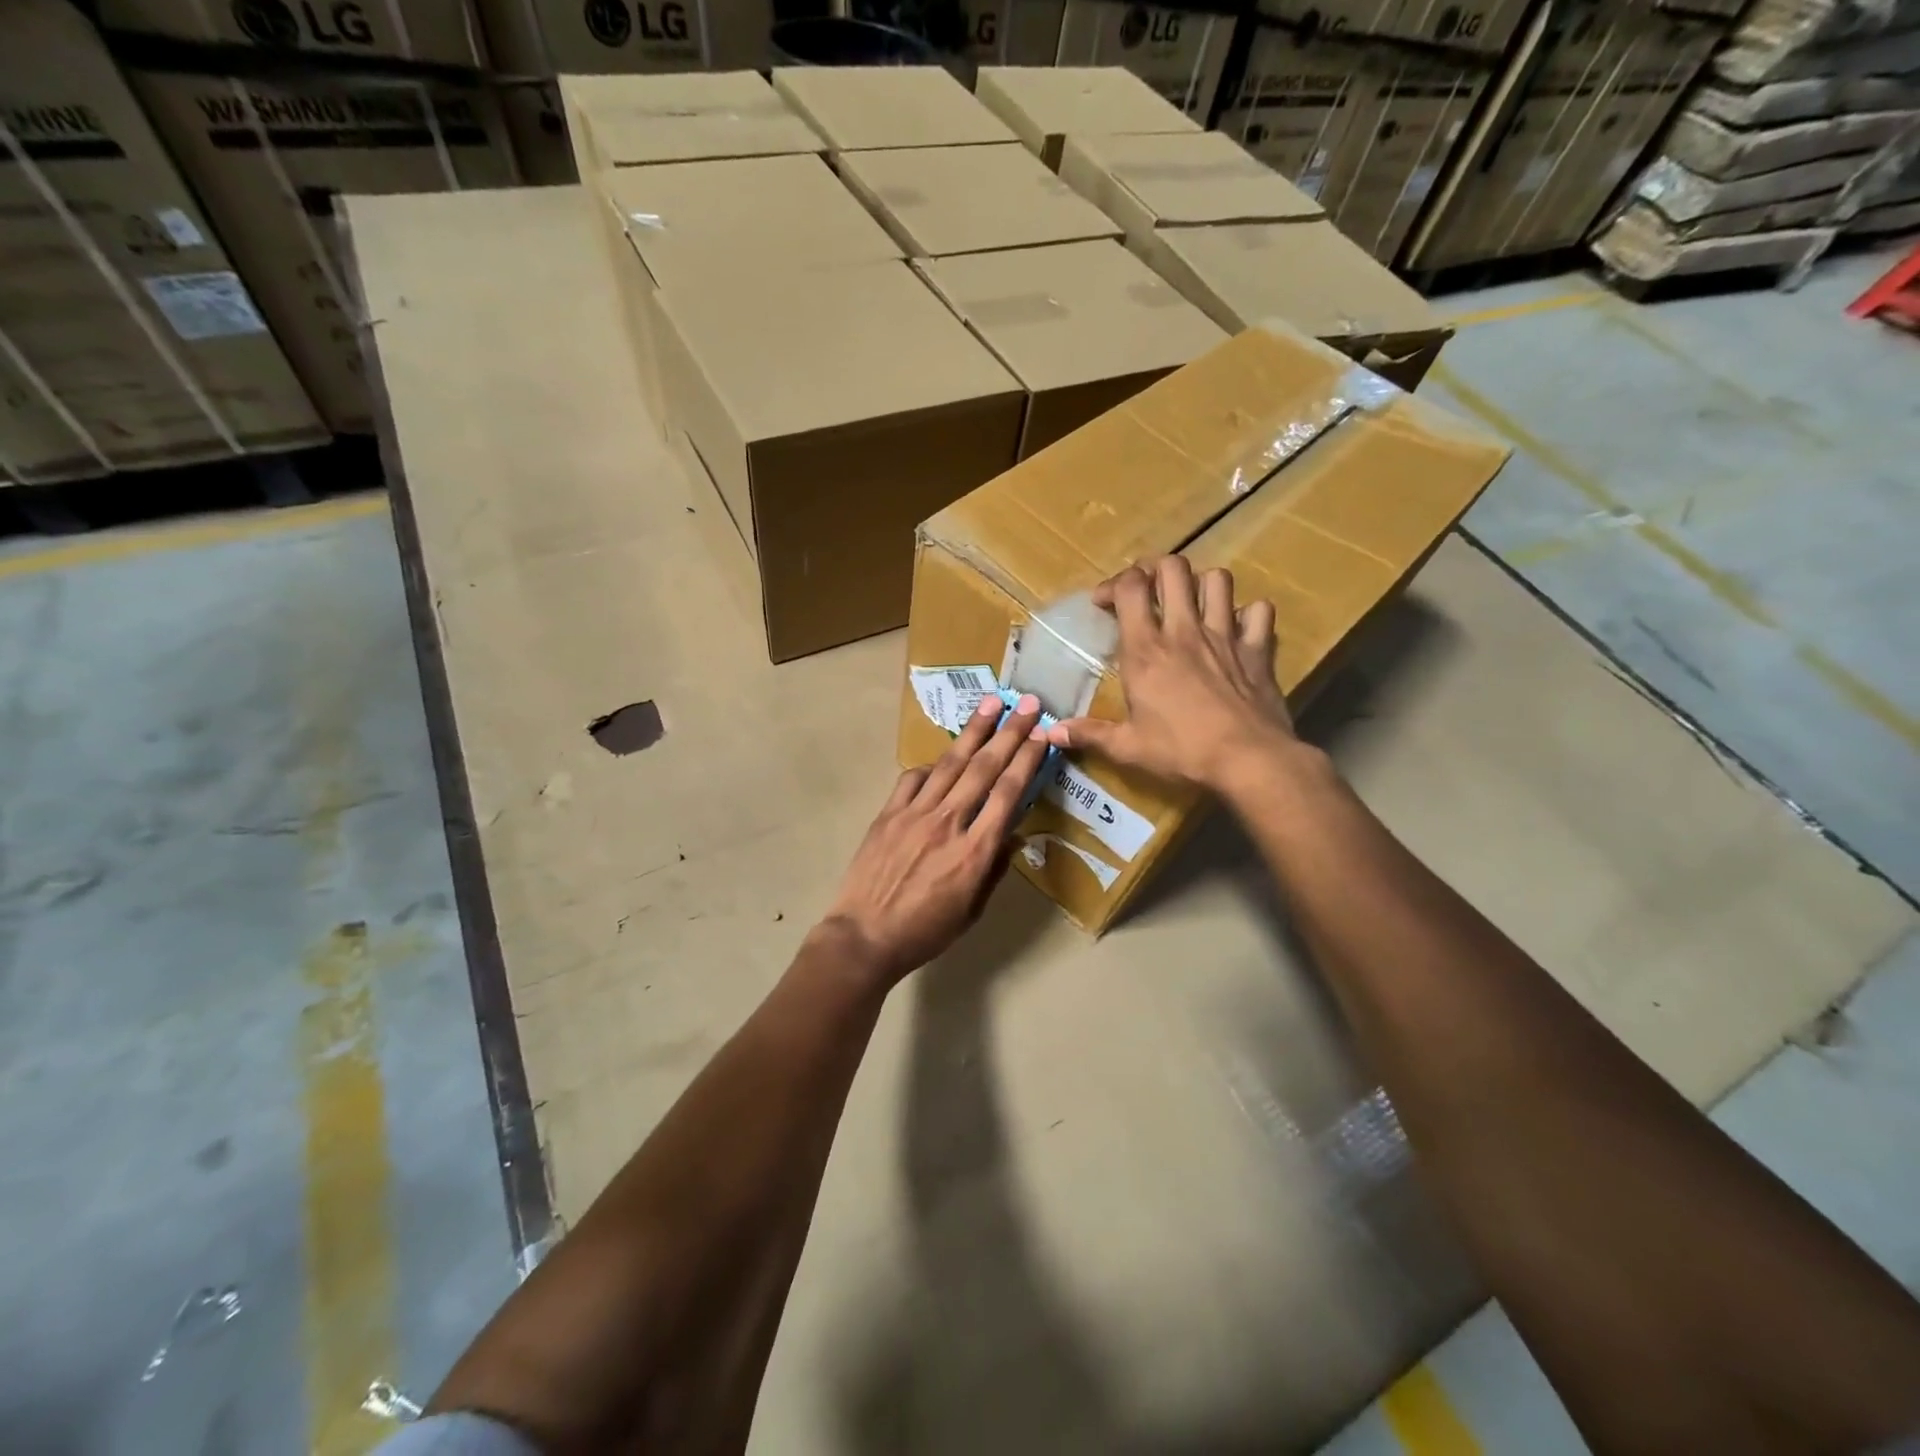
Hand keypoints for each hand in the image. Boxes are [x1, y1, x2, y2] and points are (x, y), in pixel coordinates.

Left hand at [820, 693, 1047, 984]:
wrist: (865, 937)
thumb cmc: (925, 932)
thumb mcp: (972, 910)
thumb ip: (994, 868)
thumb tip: (1013, 835)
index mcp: (975, 851)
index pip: (1008, 793)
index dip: (1027, 760)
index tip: (1042, 736)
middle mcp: (948, 822)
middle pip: (984, 768)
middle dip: (1010, 732)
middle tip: (1028, 704)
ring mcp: (914, 813)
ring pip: (950, 763)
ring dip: (974, 731)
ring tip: (991, 703)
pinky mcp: (888, 814)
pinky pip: (913, 778)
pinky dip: (931, 765)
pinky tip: (942, 757)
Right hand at [1047, 555, 1293, 791]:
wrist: (1248, 760)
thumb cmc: (1181, 752)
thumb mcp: (1127, 747)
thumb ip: (1090, 734)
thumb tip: (1053, 732)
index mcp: (1146, 650)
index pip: (1130, 587)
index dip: (1115, 584)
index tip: (1104, 603)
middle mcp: (1184, 630)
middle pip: (1173, 568)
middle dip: (1156, 570)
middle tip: (1147, 589)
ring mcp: (1225, 635)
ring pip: (1217, 579)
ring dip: (1201, 583)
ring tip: (1191, 602)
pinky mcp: (1258, 649)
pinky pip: (1259, 611)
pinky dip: (1248, 613)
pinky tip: (1237, 627)